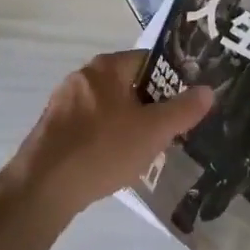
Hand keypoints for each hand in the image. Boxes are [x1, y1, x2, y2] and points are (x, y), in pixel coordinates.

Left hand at [0, 51, 213, 224]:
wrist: (41, 189)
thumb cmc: (102, 149)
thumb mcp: (153, 131)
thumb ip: (183, 110)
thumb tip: (208, 90)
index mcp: (107, 67)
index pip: (149, 60)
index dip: (172, 79)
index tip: (186, 101)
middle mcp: (83, 76)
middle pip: (128, 84)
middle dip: (150, 105)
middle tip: (170, 129)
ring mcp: (63, 103)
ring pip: (109, 107)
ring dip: (128, 124)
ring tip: (146, 150)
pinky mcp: (52, 130)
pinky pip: (90, 126)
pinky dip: (106, 139)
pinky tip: (114, 163)